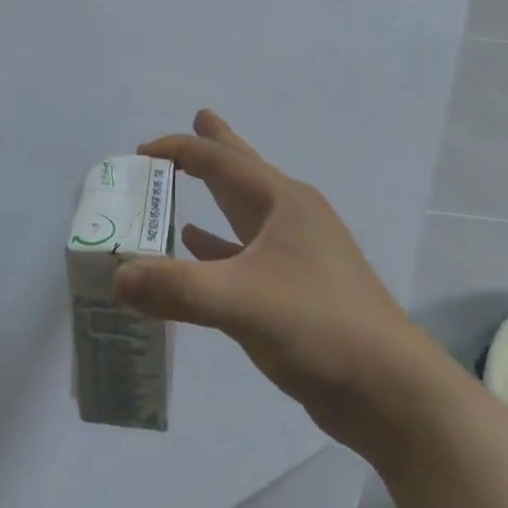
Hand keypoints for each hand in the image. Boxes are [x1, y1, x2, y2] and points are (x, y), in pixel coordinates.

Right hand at [114, 111, 428, 458]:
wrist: (390, 391)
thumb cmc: (320, 326)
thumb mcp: (242, 301)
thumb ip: (176, 287)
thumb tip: (117, 276)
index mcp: (284, 202)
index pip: (220, 161)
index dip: (179, 150)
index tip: (139, 153)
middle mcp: (292, 217)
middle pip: (243, 171)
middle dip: (218, 145)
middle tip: (199, 115)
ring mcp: (298, 253)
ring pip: (245, 212)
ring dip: (215, 195)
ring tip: (187, 178)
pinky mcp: (296, 289)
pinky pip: (246, 253)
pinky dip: (218, 245)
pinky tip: (196, 245)